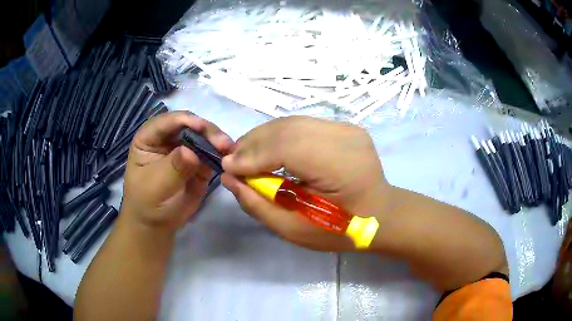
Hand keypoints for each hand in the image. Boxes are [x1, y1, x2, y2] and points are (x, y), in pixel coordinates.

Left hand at [122, 111, 233, 231]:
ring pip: (203, 137)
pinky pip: (210, 153)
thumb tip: (192, 153)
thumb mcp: (156, 186)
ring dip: (217, 141)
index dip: (185, 120)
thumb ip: (173, 167)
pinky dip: (220, 154)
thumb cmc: (147, 203)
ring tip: (229, 150)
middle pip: (189, 125)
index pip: (166, 122)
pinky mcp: (198, 161)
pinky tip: (229, 158)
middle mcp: (167, 138)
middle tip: (223, 142)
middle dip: (206, 130)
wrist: (157, 223)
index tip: (202, 127)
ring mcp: (184, 148)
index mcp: (149, 138)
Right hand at [221, 116, 390, 250]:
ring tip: (244, 154)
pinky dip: (279, 135)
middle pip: (288, 129)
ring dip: (263, 136)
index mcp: (342, 167)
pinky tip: (268, 149)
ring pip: (292, 122)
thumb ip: (259, 205)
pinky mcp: (344, 126)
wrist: (381, 212)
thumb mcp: (295, 230)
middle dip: (253, 143)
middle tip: (232, 159)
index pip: (288, 148)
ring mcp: (347, 128)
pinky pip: (302, 125)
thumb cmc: (341, 229)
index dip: (253, 156)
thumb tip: (229, 178)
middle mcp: (346, 138)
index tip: (228, 167)